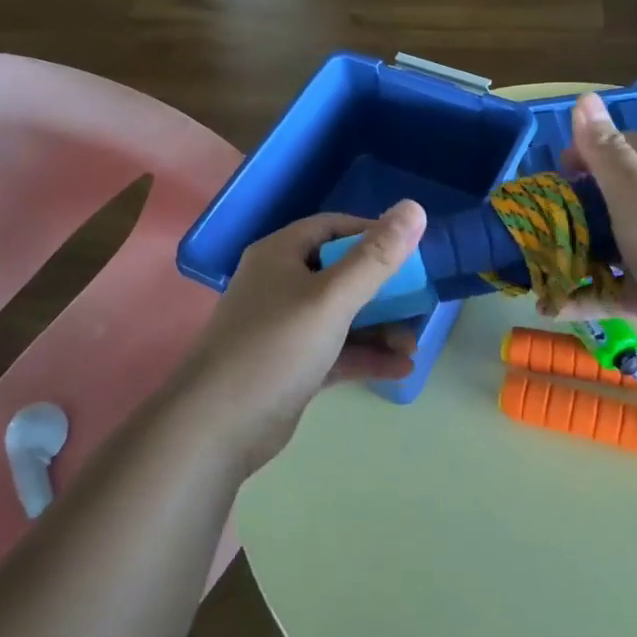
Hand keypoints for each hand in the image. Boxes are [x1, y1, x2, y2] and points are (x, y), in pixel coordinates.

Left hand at [176, 201, 427, 473]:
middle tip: (420, 302)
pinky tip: (401, 369)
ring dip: (379, 327)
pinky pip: (336, 350)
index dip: (373, 234)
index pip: (334, 228)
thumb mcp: (332, 298)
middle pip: (341, 273)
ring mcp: (284, 327)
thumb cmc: (276, 348)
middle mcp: (281, 284)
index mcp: (281, 254)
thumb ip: (376, 257)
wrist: (216, 429)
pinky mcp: (291, 366)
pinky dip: (365, 356)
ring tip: (414, 344)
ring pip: (341, 315)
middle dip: (384, 289)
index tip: (411, 250)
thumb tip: (414, 208)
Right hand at [558, 91, 636, 377]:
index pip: (624, 147)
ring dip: (569, 254)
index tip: (557, 168)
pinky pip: (607, 290)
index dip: (589, 148)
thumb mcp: (635, 192)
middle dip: (571, 205)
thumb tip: (584, 98)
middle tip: (536, 218)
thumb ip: (606, 150)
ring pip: (603, 245)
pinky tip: (549, 307)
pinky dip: (580, 298)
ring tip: (532, 264)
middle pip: (608, 197)